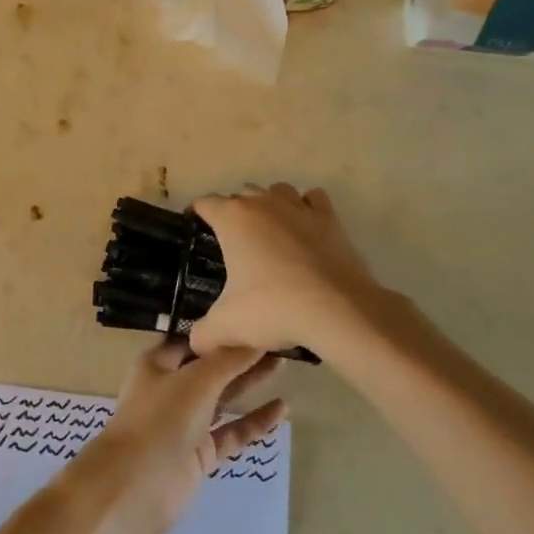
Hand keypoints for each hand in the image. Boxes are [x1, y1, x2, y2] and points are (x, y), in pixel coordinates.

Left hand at [71, 341, 286, 533]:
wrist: (136, 485)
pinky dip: (254, 421)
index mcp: (158, 364)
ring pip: (223, 398)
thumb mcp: (195, 381)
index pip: (192, 339)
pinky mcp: (200, 452)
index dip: (219, 330)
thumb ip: (227, 361)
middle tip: (276, 339)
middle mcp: (170, 389)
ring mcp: (185, 422)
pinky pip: (232, 431)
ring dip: (249, 383)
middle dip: (240, 355)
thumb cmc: (160, 419)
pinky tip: (282, 408)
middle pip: (210, 367)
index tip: (250, 317)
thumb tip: (255, 338)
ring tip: (284, 364)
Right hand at [190, 183, 391, 356]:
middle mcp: (263, 203)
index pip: (205, 203)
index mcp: (232, 219)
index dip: (197, 215)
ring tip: (269, 233)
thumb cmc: (273, 308)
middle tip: (233, 245)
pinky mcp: (330, 219)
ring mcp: (299, 207)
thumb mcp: (227, 325)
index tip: (195, 232)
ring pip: (277, 191)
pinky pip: (313, 200)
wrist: (338, 311)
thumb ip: (203, 333)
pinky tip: (305, 229)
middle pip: (241, 195)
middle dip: (234, 213)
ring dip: (269, 205)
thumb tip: (195, 343)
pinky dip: (307, 208)